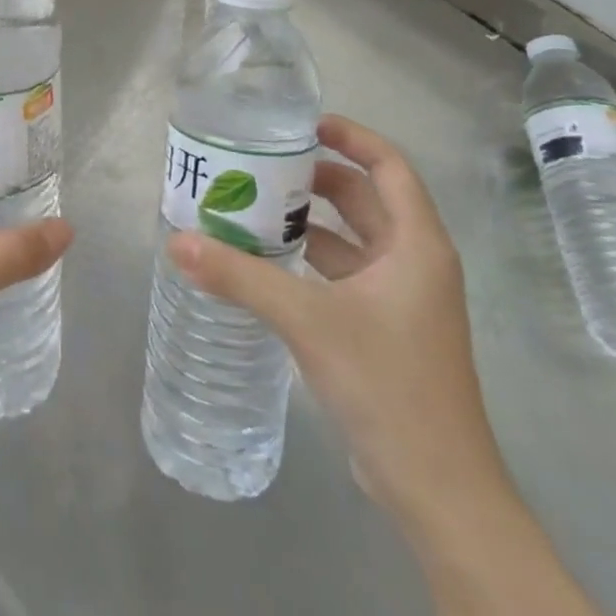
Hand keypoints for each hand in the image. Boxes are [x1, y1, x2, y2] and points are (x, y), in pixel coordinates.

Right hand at [165, 115, 507, 531]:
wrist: (438, 490)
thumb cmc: (387, 385)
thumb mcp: (307, 320)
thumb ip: (240, 277)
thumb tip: (177, 241)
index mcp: (417, 246)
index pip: (389, 166)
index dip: (350, 137)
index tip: (301, 125)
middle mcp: (414, 264)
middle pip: (364, 199)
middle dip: (314, 178)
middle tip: (259, 164)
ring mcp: (401, 300)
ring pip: (351, 239)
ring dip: (307, 220)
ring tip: (250, 205)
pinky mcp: (383, 330)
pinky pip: (342, 274)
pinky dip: (308, 260)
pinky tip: (264, 262)